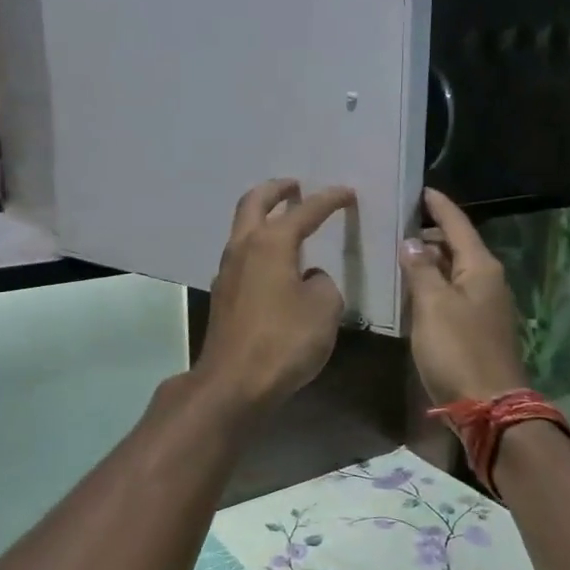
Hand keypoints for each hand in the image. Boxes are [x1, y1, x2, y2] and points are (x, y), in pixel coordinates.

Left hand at [193, 179, 356, 414]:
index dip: (329, 200)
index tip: (346, 193)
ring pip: (242, 229)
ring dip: (262, 218)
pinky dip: (258, 247)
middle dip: (276, 190)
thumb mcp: (324, 308)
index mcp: (271, 243)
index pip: (304, 211)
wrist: (234, 382)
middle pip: (254, 203)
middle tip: (295, 186)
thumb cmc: (284, 340)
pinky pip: (241, 257)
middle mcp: (243, 248)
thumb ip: (322, 283)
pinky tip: (273, 264)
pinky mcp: (223, 296)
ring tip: (285, 222)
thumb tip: (308, 278)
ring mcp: (227, 272)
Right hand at [399, 188, 528, 405]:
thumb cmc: (458, 349)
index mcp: (481, 268)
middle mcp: (488, 280)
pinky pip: (454, 293)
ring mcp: (485, 305)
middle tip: (398, 224)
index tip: (421, 190)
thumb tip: (412, 242)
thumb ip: (421, 270)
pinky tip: (414, 289)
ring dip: (431, 260)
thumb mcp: (432, 305)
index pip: (458, 225)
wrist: (488, 405)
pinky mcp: (478, 327)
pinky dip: (435, 284)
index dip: (439, 206)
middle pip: (458, 246)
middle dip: (431, 233)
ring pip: (455, 270)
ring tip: (400, 252)